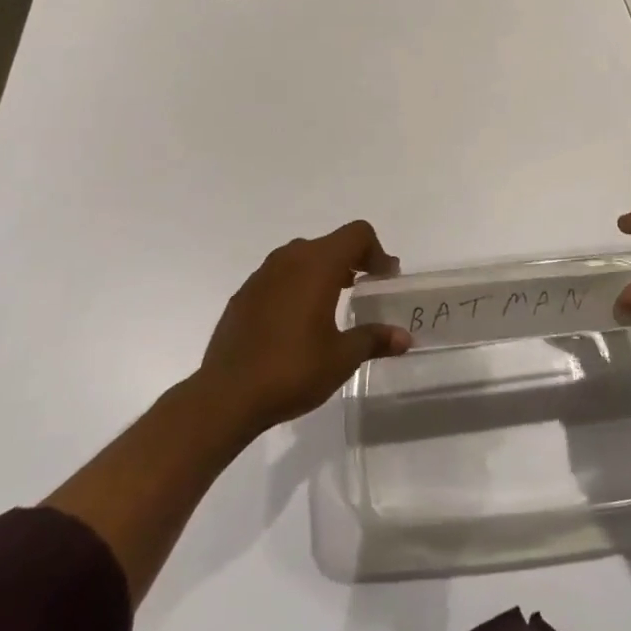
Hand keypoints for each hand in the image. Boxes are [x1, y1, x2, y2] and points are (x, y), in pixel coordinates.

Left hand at [197, 220, 411, 437]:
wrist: (225, 396)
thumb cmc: (292, 370)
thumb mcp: (342, 358)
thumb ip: (374, 339)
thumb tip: (404, 338)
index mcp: (317, 264)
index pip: (357, 234)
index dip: (377, 252)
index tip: (384, 280)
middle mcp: (289, 258)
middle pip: (331, 243)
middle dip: (352, 261)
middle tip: (365, 290)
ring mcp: (262, 274)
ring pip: (302, 257)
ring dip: (323, 271)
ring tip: (333, 303)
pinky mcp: (244, 294)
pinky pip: (279, 276)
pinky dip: (297, 285)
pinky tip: (297, 321)